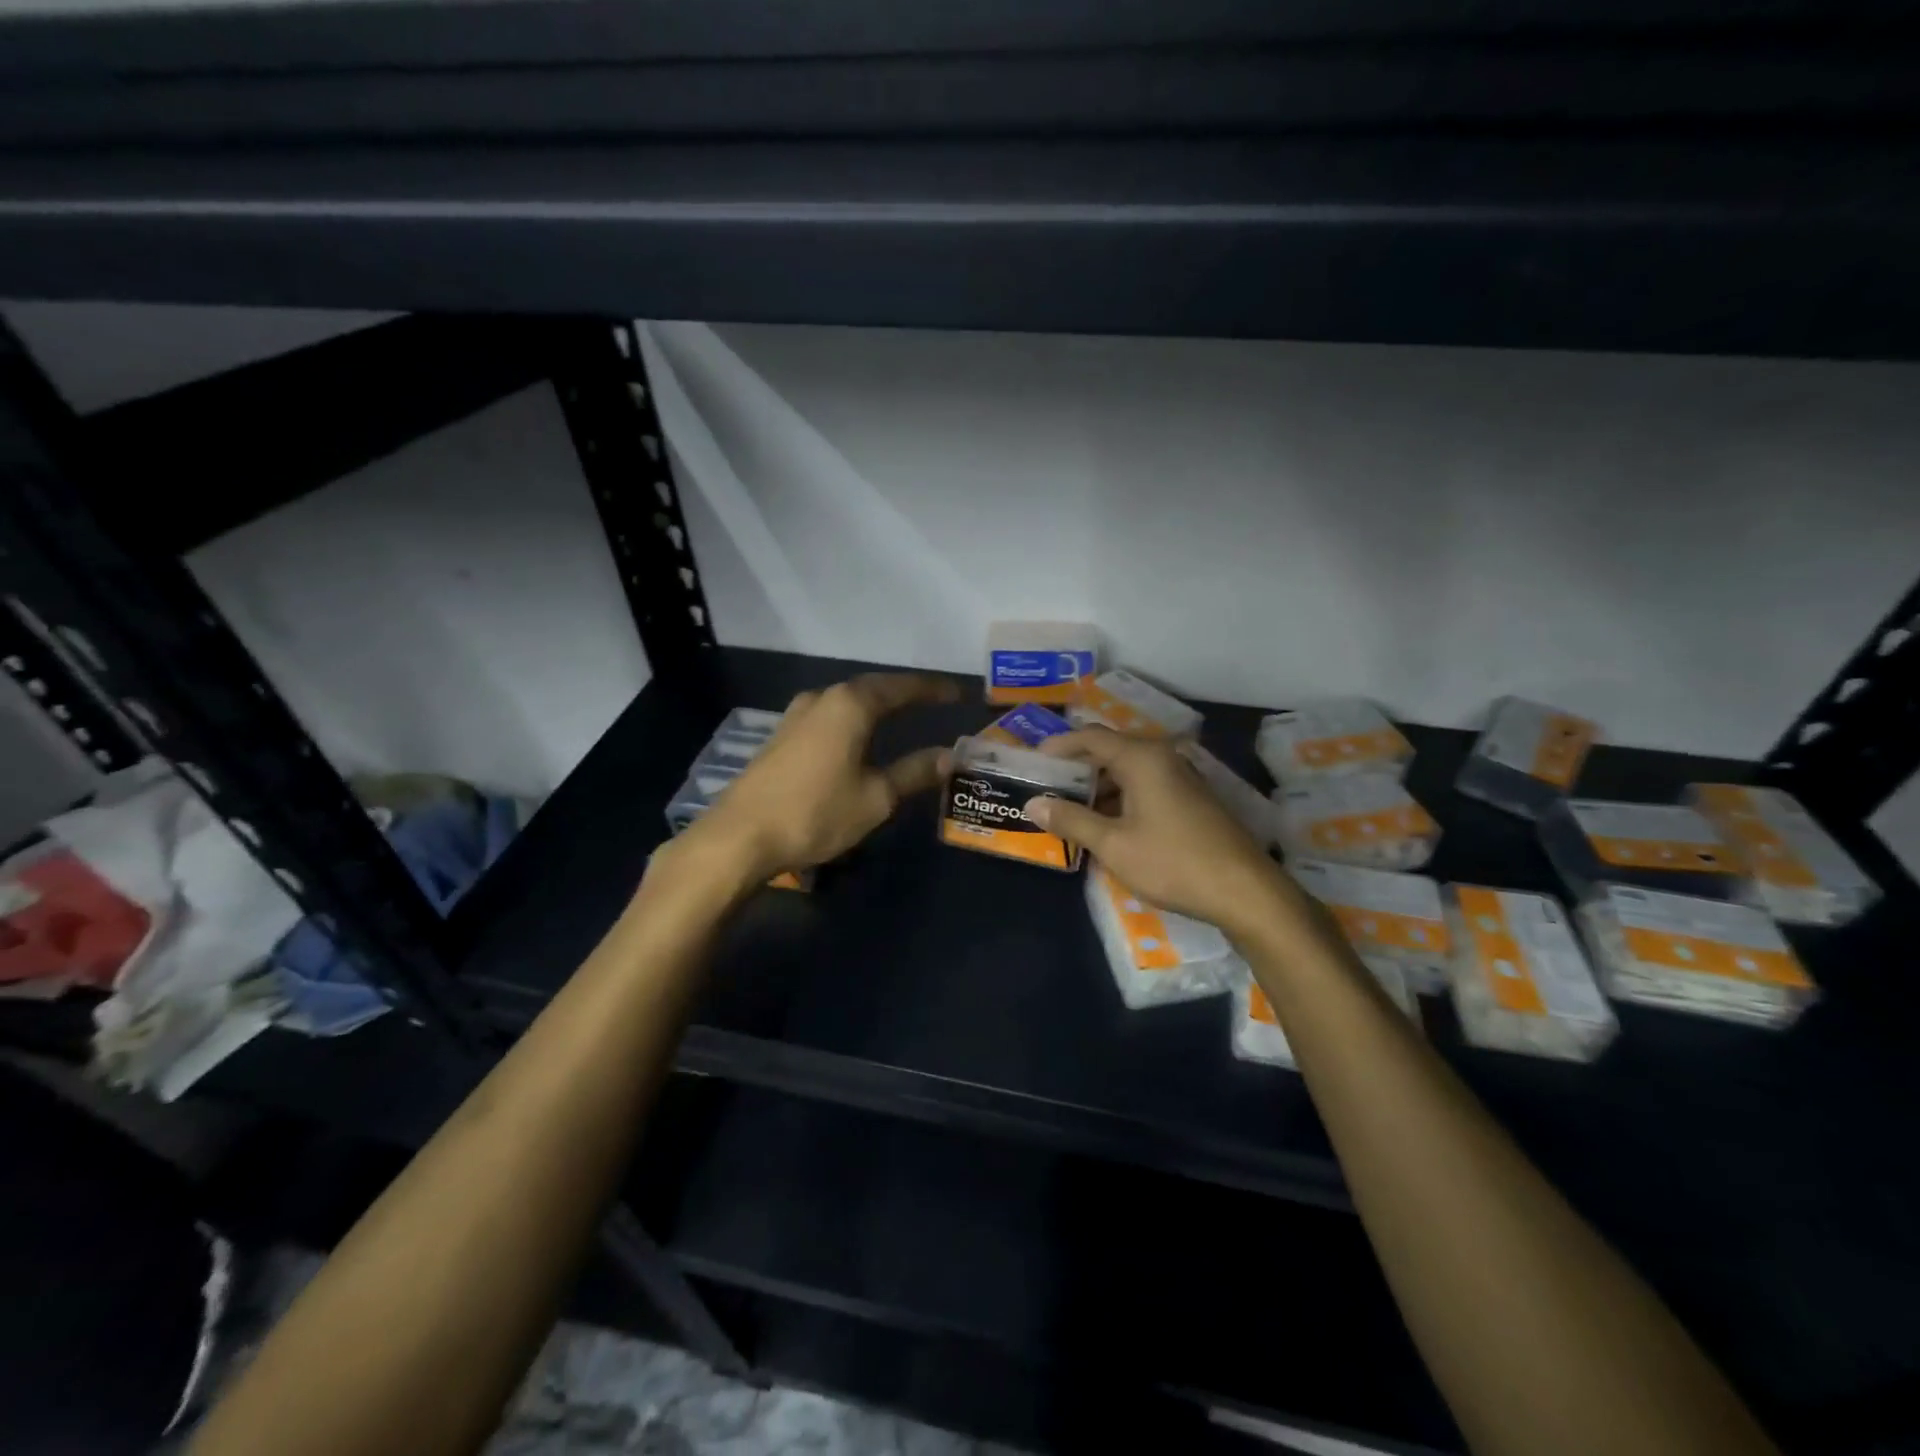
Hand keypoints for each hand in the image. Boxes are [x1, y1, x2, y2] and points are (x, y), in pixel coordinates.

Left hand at [686, 672, 959, 881]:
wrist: (740, 836)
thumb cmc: (816, 812)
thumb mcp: (876, 797)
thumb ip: (914, 771)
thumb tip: (948, 756)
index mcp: (850, 705)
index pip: (902, 688)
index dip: (932, 690)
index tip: (958, 693)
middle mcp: (823, 699)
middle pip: (872, 689)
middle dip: (905, 694)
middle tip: (934, 702)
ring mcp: (797, 715)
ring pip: (847, 702)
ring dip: (876, 706)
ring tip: (901, 717)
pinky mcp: (782, 736)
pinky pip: (829, 717)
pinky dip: (854, 721)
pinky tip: (860, 737)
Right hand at [1028, 727, 1288, 933]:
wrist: (1244, 891)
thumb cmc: (1172, 863)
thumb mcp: (1113, 845)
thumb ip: (1071, 820)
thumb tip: (1034, 804)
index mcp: (1142, 758)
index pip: (1091, 737)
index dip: (1059, 745)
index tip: (1033, 760)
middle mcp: (1162, 758)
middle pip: (1110, 750)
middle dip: (1077, 767)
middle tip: (1046, 786)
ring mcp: (1181, 777)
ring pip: (1129, 770)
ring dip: (1098, 786)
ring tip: (1069, 808)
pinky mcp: (1191, 798)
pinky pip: (1146, 786)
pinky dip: (1120, 797)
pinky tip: (1105, 823)